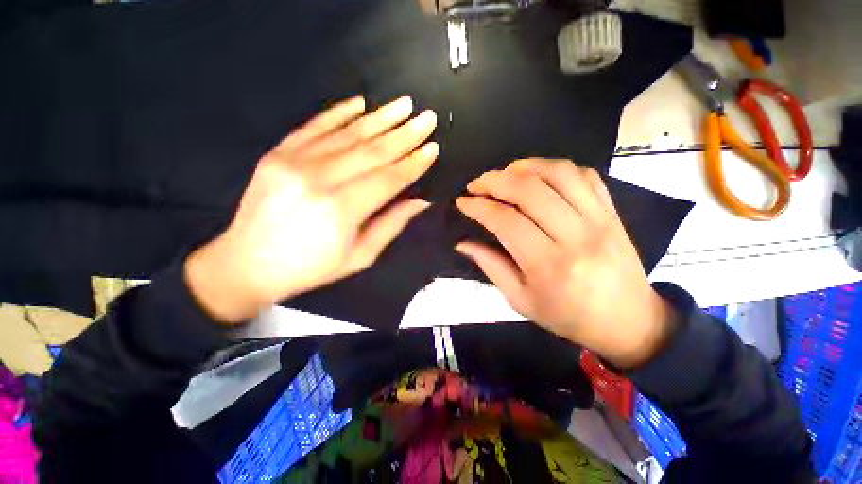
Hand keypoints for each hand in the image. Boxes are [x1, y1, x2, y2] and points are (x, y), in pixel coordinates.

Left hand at [185, 96, 438, 322]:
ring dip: (380, 117)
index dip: (413, 163)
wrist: (247, 264)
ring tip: (404, 104)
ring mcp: (294, 161)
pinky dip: (339, 112)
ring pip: (347, 133)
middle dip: (405, 134)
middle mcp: (318, 179)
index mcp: (340, 210)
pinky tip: (360, 102)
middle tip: (427, 118)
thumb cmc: (312, 268)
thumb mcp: (360, 256)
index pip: (388, 179)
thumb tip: (420, 201)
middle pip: (372, 151)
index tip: (432, 148)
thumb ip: (391, 224)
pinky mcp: (278, 153)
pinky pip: (314, 126)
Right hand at [455, 158, 676, 368]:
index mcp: (549, 265)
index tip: (462, 202)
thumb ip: (491, 267)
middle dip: (494, 180)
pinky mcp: (612, 212)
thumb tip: (462, 243)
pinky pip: (584, 175)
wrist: (628, 322)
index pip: (506, 221)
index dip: (478, 207)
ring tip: (503, 174)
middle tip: (476, 184)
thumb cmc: (568, 317)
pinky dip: (555, 168)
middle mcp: (575, 236)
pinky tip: (538, 176)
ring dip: (523, 167)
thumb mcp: (521, 301)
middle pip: (529, 190)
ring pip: (557, 173)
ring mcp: (599, 219)